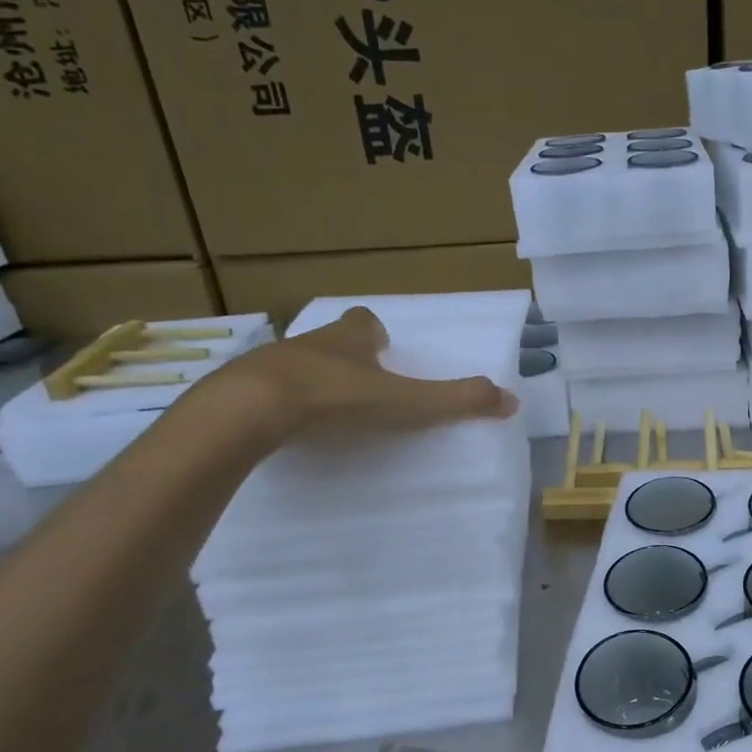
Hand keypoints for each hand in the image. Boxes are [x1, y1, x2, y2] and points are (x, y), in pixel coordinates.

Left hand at [211, 307, 517, 444]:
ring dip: (312, 380)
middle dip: (346, 357)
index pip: (364, 322)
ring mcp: (269, 364)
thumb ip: (456, 401)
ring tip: (324, 410)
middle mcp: (311, 342)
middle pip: (331, 342)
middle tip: (360, 384)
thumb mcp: (406, 402)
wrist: (250, 408)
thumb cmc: (336, 396)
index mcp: (350, 338)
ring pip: (297, 364)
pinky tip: (286, 428)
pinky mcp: (238, 390)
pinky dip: (278, 404)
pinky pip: (264, 391)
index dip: (375, 334)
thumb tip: (513, 400)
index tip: (383, 350)